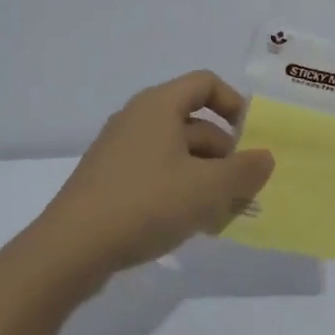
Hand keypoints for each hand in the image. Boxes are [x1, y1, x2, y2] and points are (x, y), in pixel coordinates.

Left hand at [36, 71, 274, 280]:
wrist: (70, 251)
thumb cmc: (146, 204)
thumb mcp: (208, 188)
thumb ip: (245, 170)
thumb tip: (265, 158)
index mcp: (158, 106)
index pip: (206, 84)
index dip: (234, 104)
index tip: (252, 138)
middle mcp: (137, 120)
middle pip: (195, 124)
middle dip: (226, 154)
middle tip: (244, 189)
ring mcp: (119, 152)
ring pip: (178, 154)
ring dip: (207, 177)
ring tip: (223, 214)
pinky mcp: (109, 182)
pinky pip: (157, 174)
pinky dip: (181, 191)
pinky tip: (192, 224)